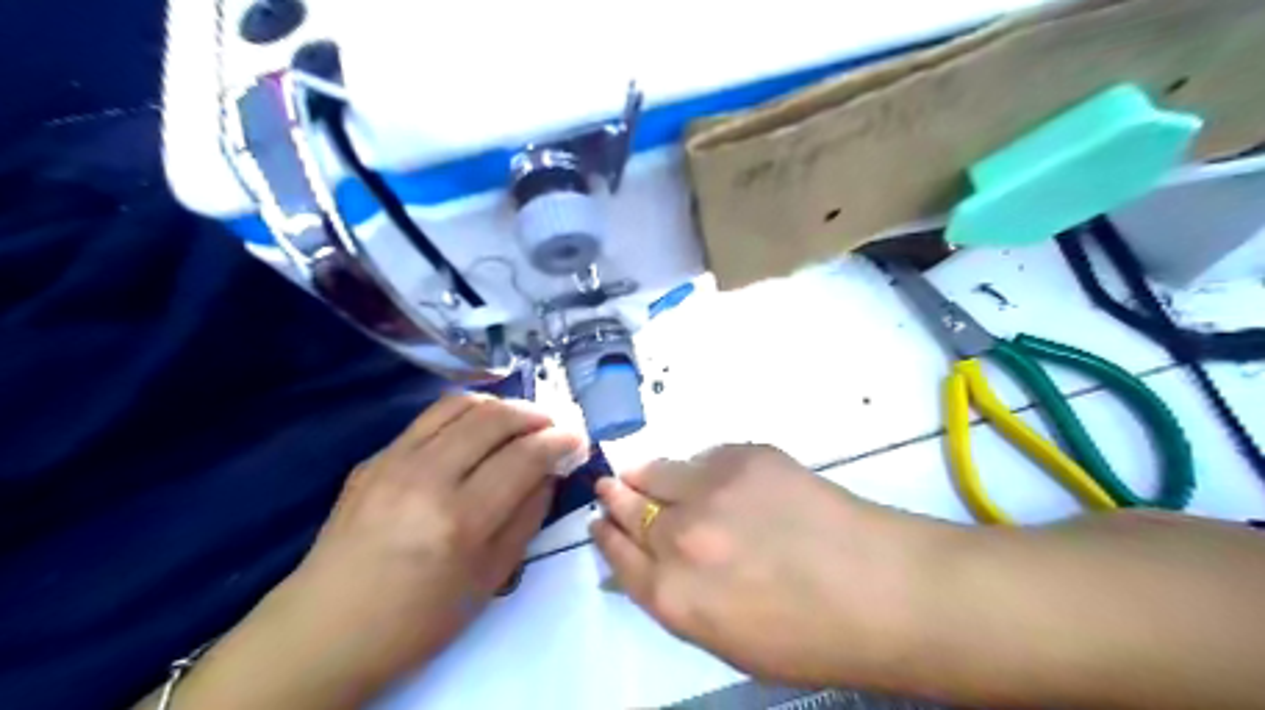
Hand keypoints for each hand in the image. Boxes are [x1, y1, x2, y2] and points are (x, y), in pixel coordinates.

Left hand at [176, 395, 589, 707]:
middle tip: (554, 426)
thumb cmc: (417, 619)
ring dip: (501, 405)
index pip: (524, 458)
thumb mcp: (490, 578)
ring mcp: (394, 461)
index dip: (559, 442)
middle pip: (495, 419)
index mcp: (460, 520)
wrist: (325, 630)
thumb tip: (550, 472)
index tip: (577, 439)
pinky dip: (466, 413)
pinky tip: (478, 429)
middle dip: (536, 415)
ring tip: (520, 420)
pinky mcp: (374, 457)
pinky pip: (430, 418)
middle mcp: (427, 478)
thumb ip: (527, 516)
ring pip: (461, 405)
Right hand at [595, 445, 958, 689]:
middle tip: (609, 488)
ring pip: (657, 472)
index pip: (619, 556)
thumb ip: (679, 598)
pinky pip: (704, 457)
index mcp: (672, 595)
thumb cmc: (809, 636)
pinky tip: (706, 475)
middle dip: (615, 498)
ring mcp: (711, 490)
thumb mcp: (726, 638)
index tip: (599, 524)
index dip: (607, 538)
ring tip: (640, 471)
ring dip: (645, 474)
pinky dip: (697, 467)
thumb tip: (654, 564)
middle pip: (628, 508)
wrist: (882, 590)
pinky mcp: (744, 456)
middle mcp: (680, 537)